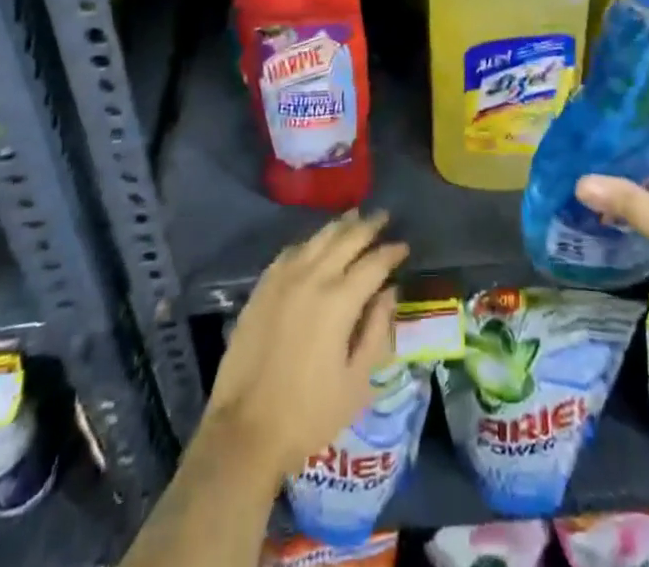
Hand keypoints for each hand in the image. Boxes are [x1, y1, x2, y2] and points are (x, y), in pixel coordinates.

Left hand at [203, 210, 408, 480]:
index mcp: (339, 301)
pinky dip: (310, 242)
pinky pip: (291, 251)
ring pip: (317, 238)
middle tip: (384, 216)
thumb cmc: (309, 414)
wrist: (245, 431)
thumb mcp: (356, 382)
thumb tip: (390, 293)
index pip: (374, 263)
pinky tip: (315, 243)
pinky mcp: (262, 288)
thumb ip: (377, 331)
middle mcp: (312, 278)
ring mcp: (283, 279)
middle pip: (346, 239)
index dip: (391, 252)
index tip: (404, 246)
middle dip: (368, 226)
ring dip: (340, 226)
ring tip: (355, 216)